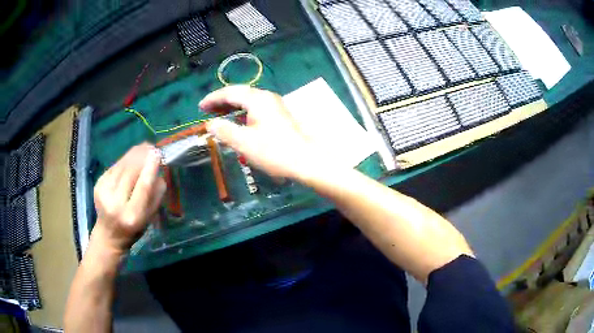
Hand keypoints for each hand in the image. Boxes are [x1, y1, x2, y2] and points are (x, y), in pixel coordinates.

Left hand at [92, 143, 165, 253]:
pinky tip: (130, 160)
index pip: (143, 187)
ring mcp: (104, 193)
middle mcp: (116, 203)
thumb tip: (158, 171)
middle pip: (130, 172)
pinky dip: (124, 161)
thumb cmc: (134, 229)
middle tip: (151, 146)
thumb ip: (156, 195)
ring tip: (143, 147)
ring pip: (120, 166)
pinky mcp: (98, 185)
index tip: (157, 153)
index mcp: (132, 216)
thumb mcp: (149, 218)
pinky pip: (114, 168)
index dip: (150, 168)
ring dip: (133, 154)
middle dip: (141, 156)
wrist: (109, 235)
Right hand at [200, 86, 325, 180]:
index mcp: (258, 99)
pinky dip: (242, 114)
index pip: (230, 92)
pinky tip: (237, 123)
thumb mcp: (244, 142)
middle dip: (221, 102)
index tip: (200, 107)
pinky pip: (255, 109)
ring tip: (218, 116)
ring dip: (232, 108)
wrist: (306, 161)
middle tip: (206, 111)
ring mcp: (275, 106)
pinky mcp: (279, 116)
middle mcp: (267, 97)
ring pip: (248, 101)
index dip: (213, 99)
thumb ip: (224, 131)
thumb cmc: (274, 151)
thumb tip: (211, 123)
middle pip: (240, 94)